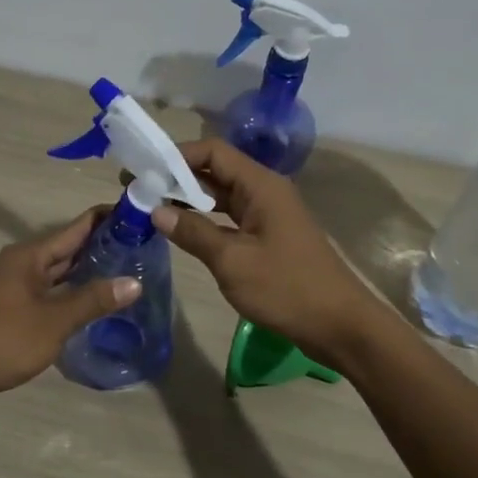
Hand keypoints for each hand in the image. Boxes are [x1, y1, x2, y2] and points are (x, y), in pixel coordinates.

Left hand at [0, 208, 140, 403]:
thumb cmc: (5, 339)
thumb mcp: (54, 320)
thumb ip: (93, 300)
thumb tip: (134, 282)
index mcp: (30, 256)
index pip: (75, 228)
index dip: (104, 219)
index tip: (136, 213)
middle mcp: (22, 263)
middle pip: (67, 247)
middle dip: (100, 244)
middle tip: (140, 243)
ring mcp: (16, 285)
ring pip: (59, 270)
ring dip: (87, 268)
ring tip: (125, 267)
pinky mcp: (14, 306)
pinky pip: (51, 288)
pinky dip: (72, 288)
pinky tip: (93, 298)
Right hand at [153, 139, 381, 361]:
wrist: (340, 325)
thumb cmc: (286, 288)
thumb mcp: (232, 261)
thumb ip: (193, 232)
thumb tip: (155, 210)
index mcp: (261, 185)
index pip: (213, 152)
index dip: (176, 156)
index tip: (143, 168)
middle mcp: (265, 191)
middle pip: (216, 171)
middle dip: (176, 177)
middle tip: (137, 189)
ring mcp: (268, 215)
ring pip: (221, 196)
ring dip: (188, 200)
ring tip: (150, 207)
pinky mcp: (268, 237)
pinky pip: (230, 218)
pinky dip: (204, 220)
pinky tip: (181, 231)